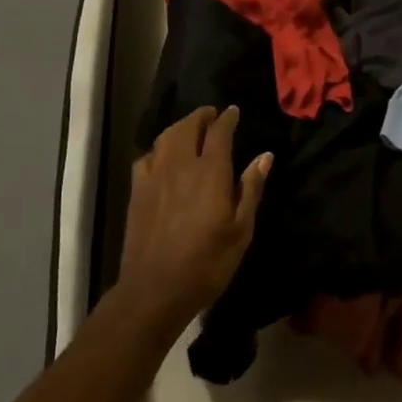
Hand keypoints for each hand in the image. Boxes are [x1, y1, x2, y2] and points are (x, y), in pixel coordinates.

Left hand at [117, 107, 270, 340]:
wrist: (155, 289)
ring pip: (166, 137)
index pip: (219, 131)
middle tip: (212, 115)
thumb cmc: (207, 263)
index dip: (227, 118)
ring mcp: (155, 175)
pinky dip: (158, 148)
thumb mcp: (241, 231)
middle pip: (189, 126)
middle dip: (201, 116)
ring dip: (180, 126)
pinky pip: (147, 157)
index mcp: (210, 171)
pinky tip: (162, 157)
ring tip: (190, 128)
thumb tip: (264, 156)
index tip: (234, 111)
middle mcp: (181, 165)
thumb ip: (251, 189)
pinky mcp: (137, 190)